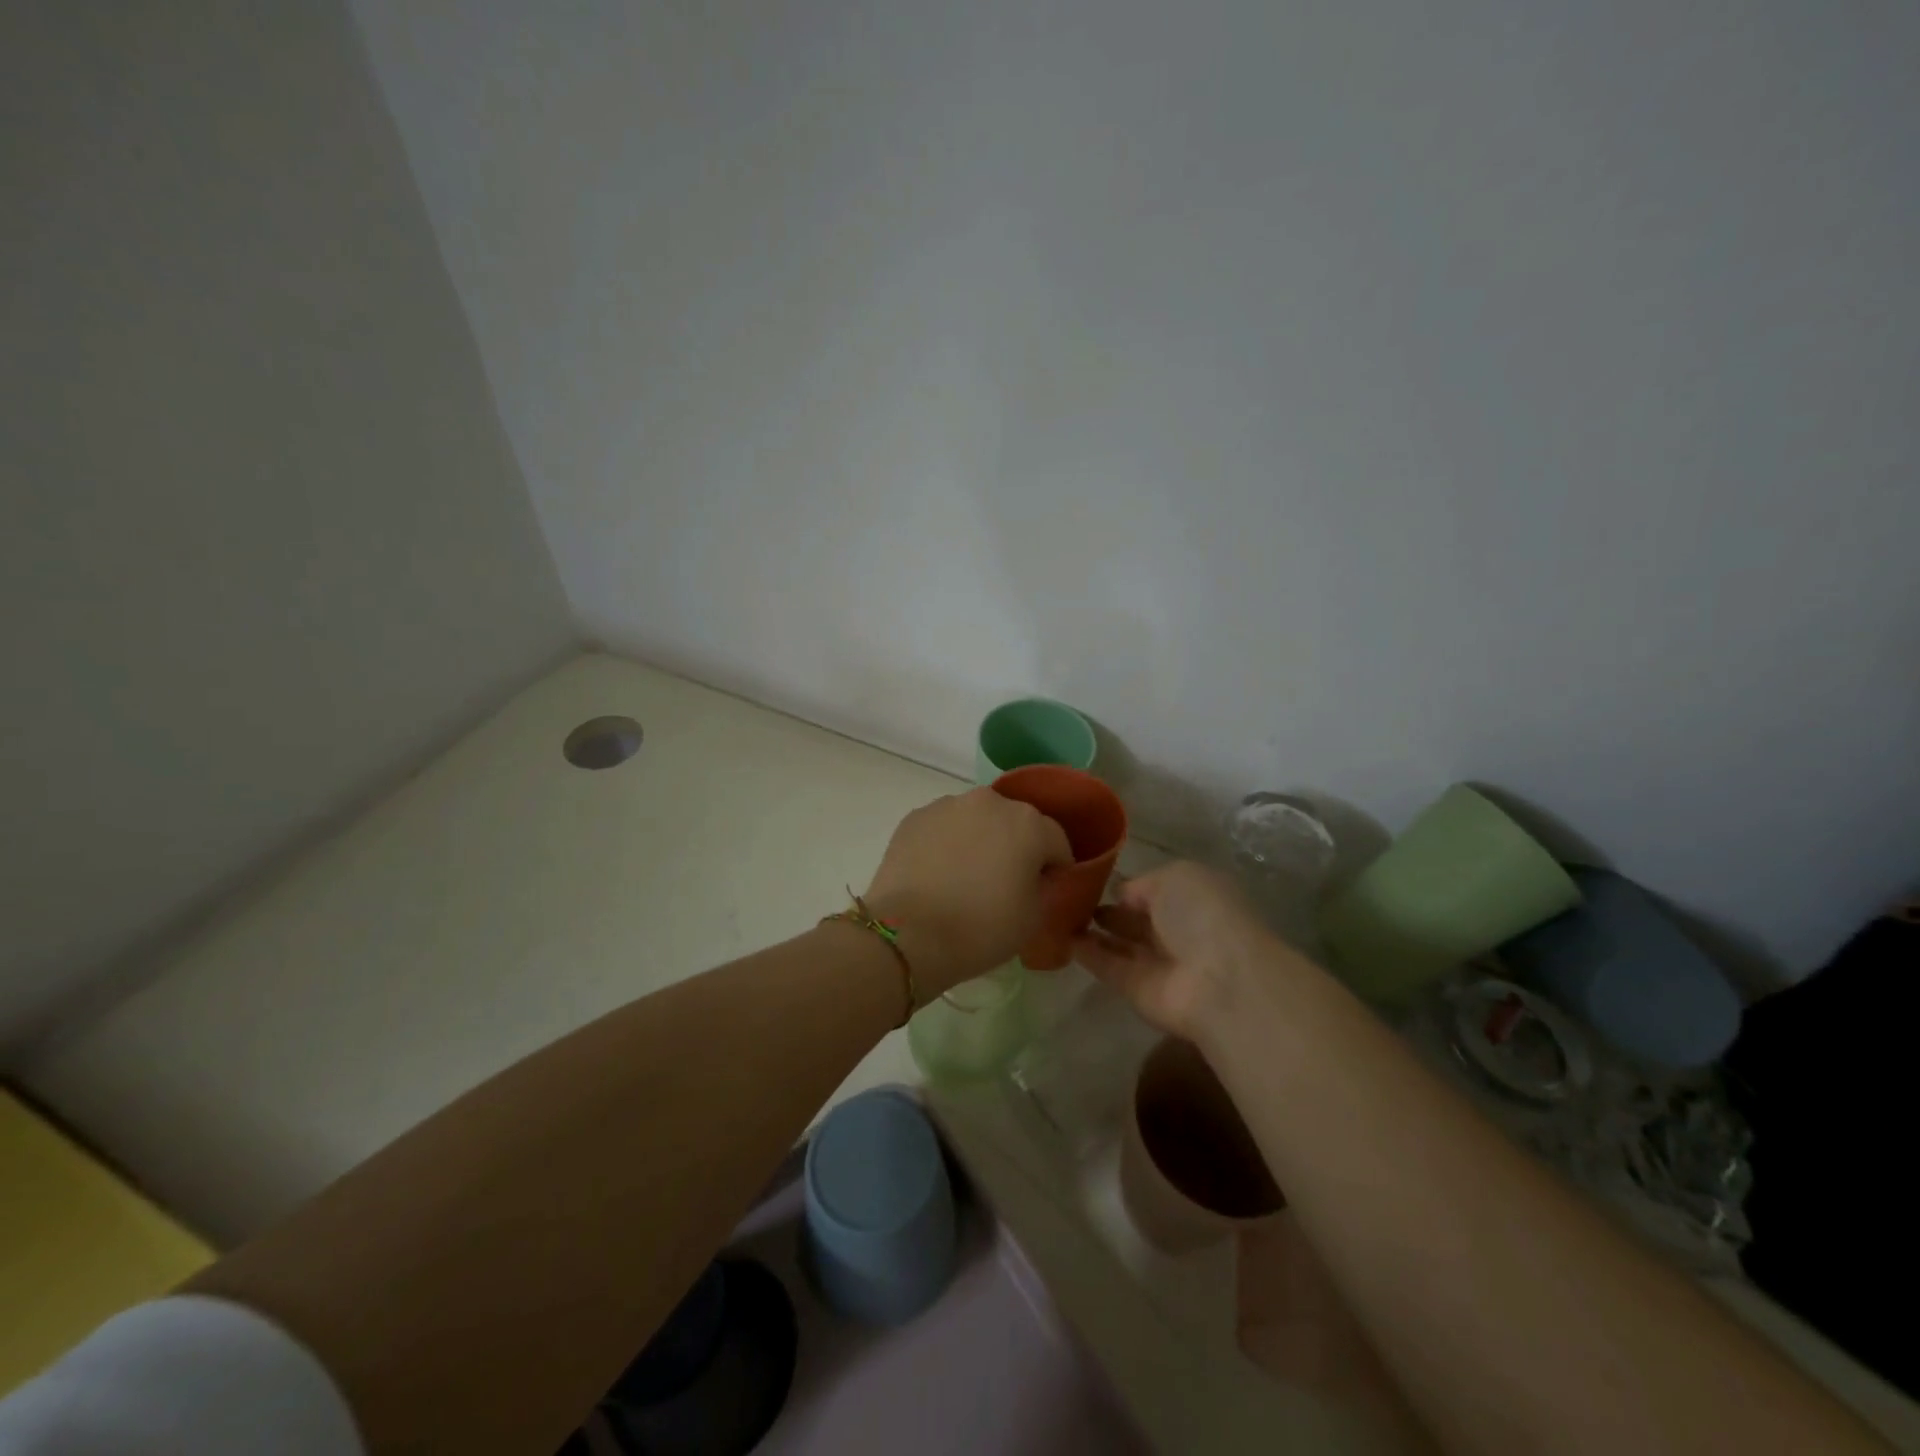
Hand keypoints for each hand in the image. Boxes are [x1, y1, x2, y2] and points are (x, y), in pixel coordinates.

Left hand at [865, 788, 1071, 995]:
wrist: (909, 934)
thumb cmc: (982, 927)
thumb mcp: (1034, 917)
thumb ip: (1045, 887)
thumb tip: (1035, 877)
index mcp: (1028, 822)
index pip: (1056, 841)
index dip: (1056, 868)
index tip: (1048, 890)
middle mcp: (989, 801)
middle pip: (1014, 823)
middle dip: (1016, 847)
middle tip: (1006, 883)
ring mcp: (947, 806)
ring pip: (976, 821)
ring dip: (979, 841)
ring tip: (966, 878)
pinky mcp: (914, 817)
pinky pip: (943, 828)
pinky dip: (947, 844)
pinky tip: (938, 875)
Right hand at [1071, 861, 1294, 1039]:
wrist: (1219, 982)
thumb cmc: (1203, 915)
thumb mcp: (1176, 877)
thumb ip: (1143, 884)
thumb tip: (1121, 896)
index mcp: (1192, 898)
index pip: (1152, 890)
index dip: (1125, 885)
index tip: (1088, 876)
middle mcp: (1176, 929)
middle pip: (1135, 918)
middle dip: (1107, 908)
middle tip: (1067, 896)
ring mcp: (1157, 962)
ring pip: (1119, 943)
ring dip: (1092, 930)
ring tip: (1056, 913)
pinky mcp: (1137, 990)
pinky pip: (1108, 966)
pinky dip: (1086, 953)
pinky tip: (1061, 936)